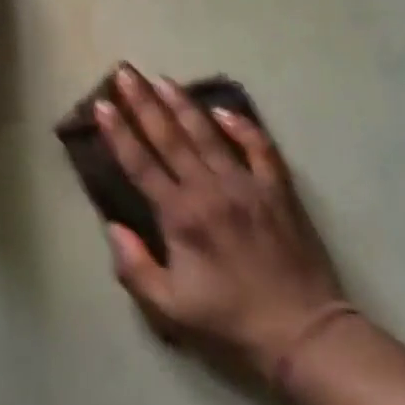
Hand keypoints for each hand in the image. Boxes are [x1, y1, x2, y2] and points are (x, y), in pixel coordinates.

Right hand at [95, 65, 348, 379]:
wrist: (301, 332)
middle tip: (126, 72)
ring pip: (208, 134)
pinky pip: (259, 147)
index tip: (102, 105)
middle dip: (144, 103)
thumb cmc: (229, 322)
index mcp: (180, 216)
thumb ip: (134, 267)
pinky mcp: (277, 189)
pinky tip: (224, 110)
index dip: (118, 133)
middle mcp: (210, 189)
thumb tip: (113, 228)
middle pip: (170, 137)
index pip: (141, 164)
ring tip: (163, 79)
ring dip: (183, 105)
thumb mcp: (169, 309)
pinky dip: (242, 126)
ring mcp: (246, 185)